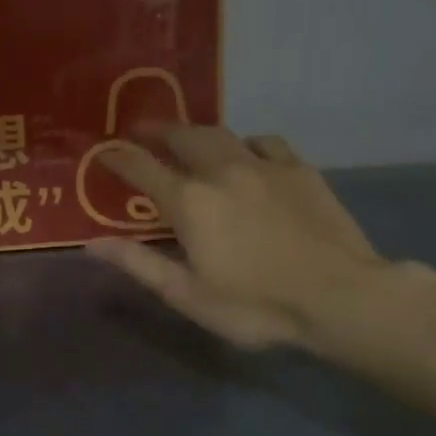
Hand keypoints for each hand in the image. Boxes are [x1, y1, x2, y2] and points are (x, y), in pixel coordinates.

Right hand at [87, 127, 389, 352]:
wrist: (342, 297)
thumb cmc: (257, 305)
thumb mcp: (189, 295)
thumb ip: (140, 264)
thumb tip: (92, 244)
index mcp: (189, 201)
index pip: (141, 166)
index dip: (118, 156)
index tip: (103, 150)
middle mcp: (220, 170)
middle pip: (181, 136)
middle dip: (156, 130)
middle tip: (141, 131)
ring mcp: (263, 165)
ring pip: (220, 133)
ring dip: (196, 131)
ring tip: (187, 137)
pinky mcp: (299, 169)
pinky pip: (264, 142)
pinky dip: (246, 143)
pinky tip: (248, 153)